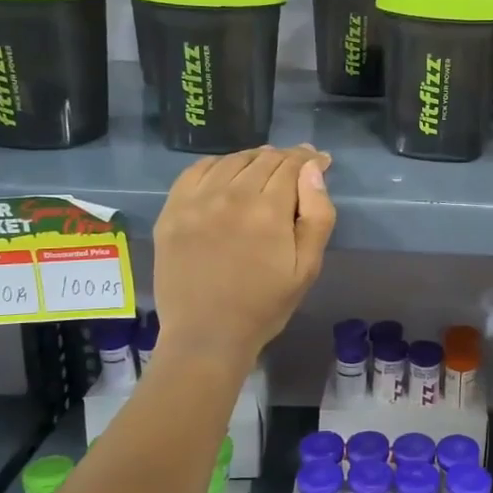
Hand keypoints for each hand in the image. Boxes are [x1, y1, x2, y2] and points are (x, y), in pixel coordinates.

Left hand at [151, 145, 336, 369]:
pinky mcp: (172, 211)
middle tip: (299, 163)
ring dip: (254, 158)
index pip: (292, 166)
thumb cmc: (264, 305)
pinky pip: (197, 171)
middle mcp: (230, 195)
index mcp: (268, 210)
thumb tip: (312, 171)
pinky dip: (218, 164)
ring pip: (232, 161)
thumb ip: (317, 215)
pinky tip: (227, 172)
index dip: (309, 159)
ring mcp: (196, 201)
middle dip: (287, 157)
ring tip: (266, 165)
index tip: (320, 160)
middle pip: (263, 159)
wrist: (206, 335)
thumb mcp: (307, 267)